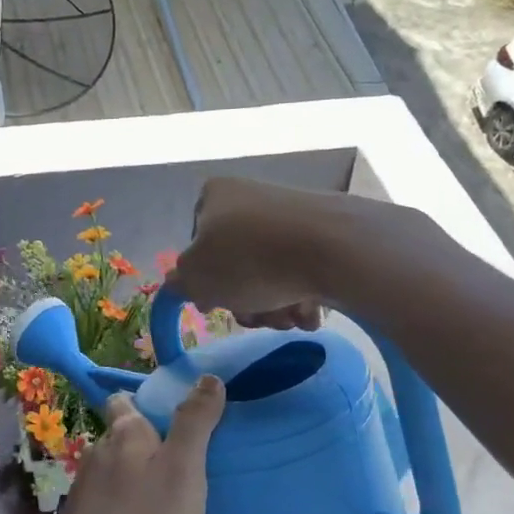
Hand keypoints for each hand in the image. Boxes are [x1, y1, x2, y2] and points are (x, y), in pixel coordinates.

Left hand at [41, 379, 225, 513]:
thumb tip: (207, 377)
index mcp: (124, 434)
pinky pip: (111, 503)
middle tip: (188, 464)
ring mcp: (85, 491)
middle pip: (124, 436)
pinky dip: (129, 507)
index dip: (150, 402)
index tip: (181, 418)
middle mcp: (98, 453)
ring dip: (141, 478)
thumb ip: (194, 423)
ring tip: (173, 499)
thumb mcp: (182, 472)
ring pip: (118, 471)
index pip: (127, 400)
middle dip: (150, 443)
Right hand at [171, 177, 336, 329]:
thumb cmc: (249, 259)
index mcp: (215, 196)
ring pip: (270, 272)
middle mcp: (251, 197)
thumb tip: (179, 282)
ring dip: (274, 305)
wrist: (334, 248)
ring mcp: (290, 213)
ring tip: (288, 316)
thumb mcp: (196, 278)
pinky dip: (302, 294)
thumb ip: (180, 282)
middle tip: (257, 317)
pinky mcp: (325, 231)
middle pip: (237, 264)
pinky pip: (303, 269)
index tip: (217, 303)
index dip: (206, 281)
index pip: (198, 245)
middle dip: (246, 300)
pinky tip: (310, 310)